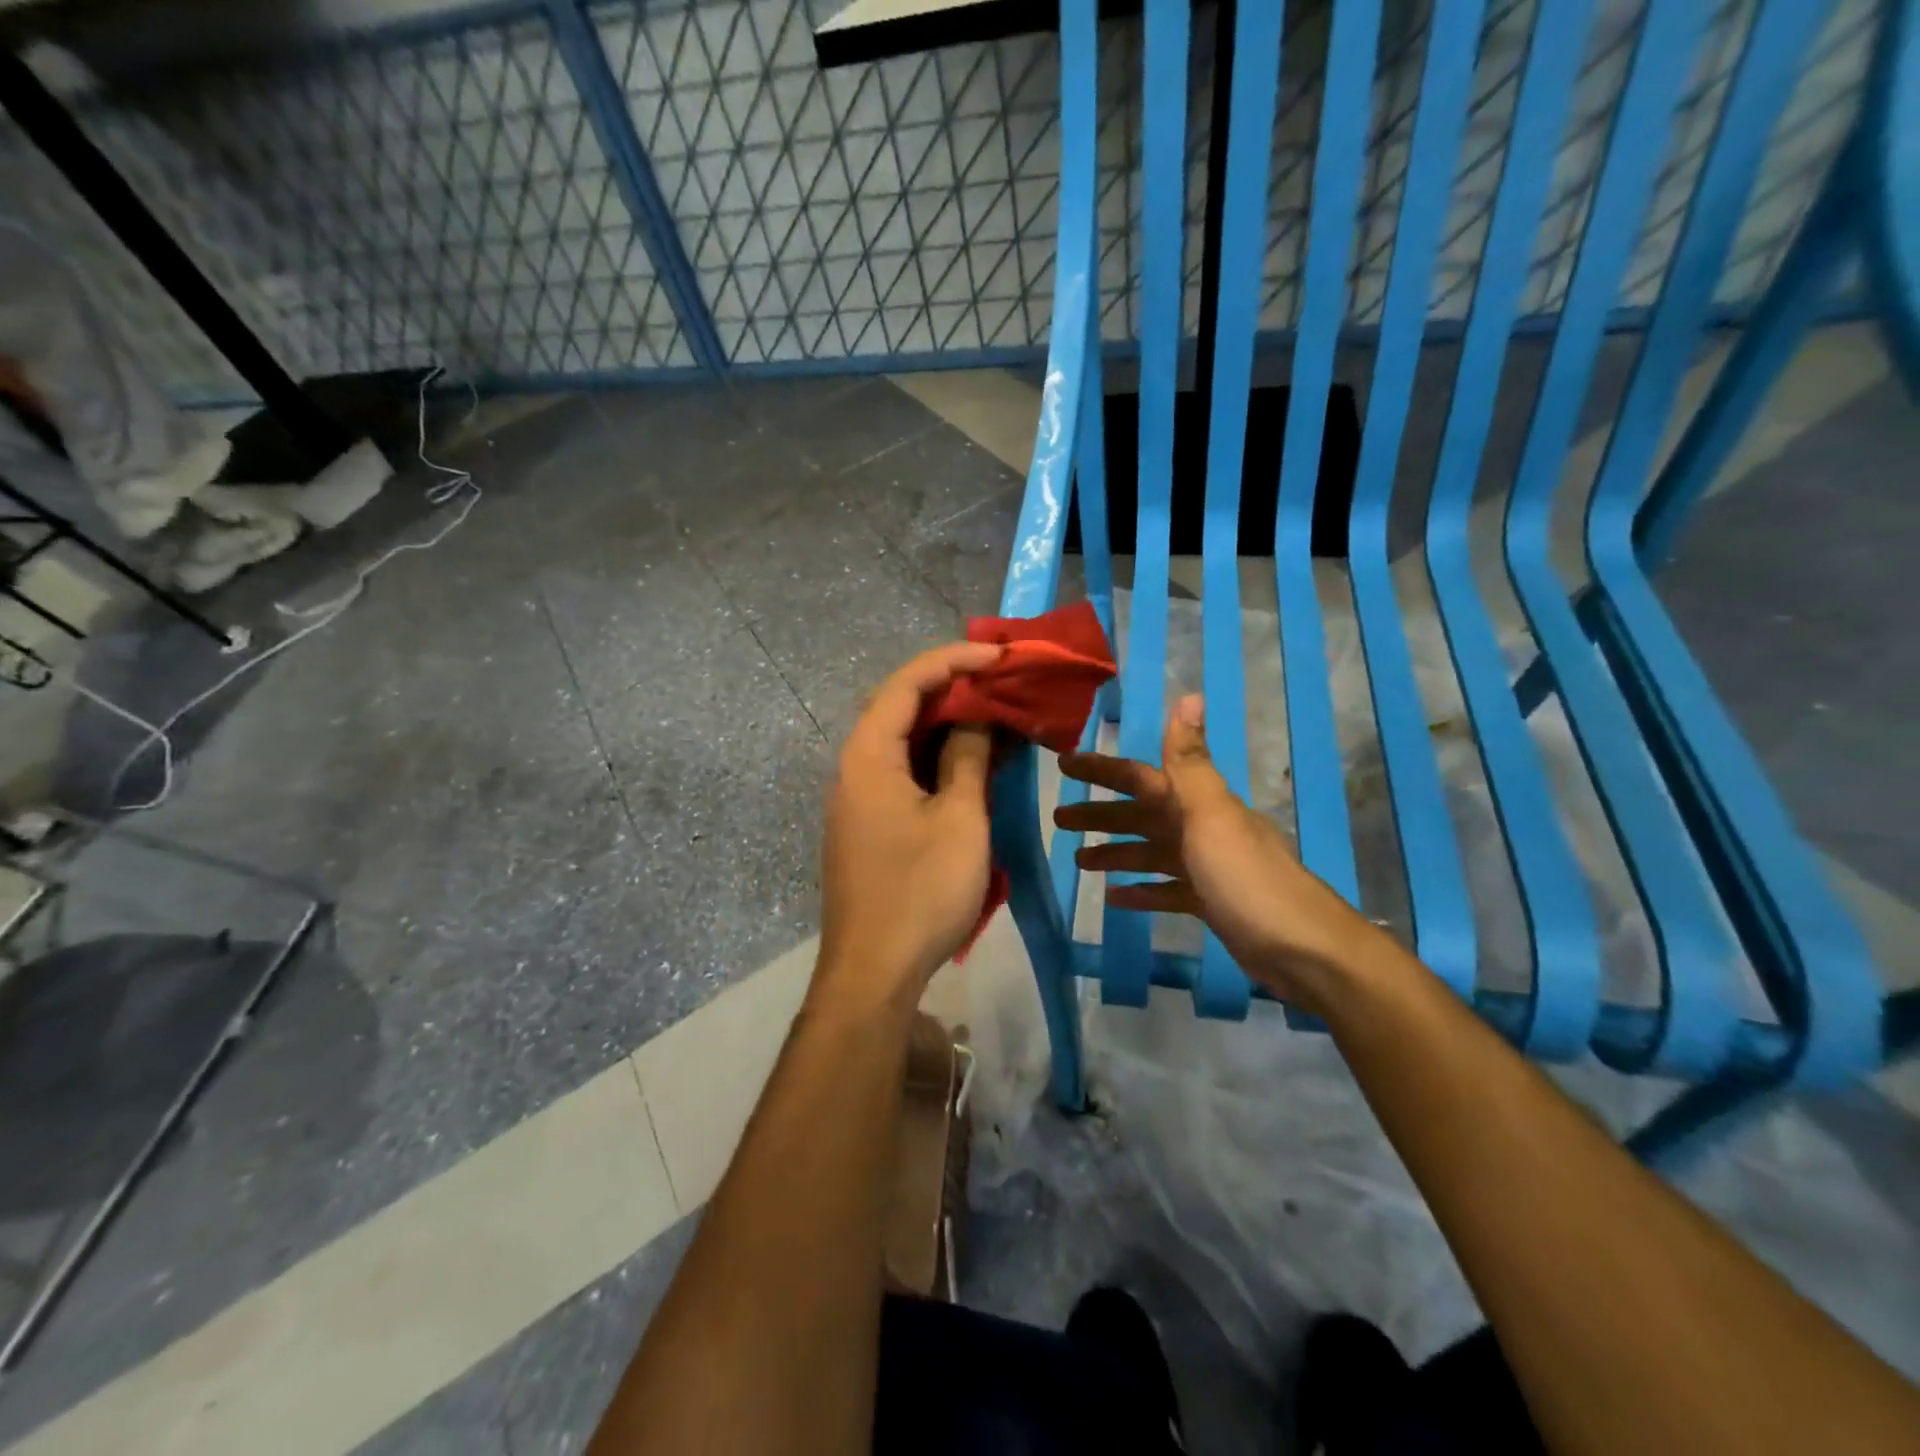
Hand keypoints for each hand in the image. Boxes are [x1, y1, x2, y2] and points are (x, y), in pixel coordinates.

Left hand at [815, 642, 1003, 1014]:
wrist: (874, 971)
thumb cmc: (920, 891)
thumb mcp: (959, 818)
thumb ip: (967, 758)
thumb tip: (975, 719)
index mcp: (868, 754)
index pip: (908, 683)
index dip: (954, 659)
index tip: (1000, 656)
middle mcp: (855, 767)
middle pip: (901, 706)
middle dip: (952, 688)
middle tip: (1002, 682)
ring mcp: (859, 797)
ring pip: (904, 741)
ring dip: (948, 725)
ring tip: (996, 716)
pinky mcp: (869, 824)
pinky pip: (904, 772)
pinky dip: (938, 760)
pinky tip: (974, 764)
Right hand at [1056, 694, 1384, 1012]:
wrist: (1305, 951)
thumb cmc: (1248, 881)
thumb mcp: (1213, 818)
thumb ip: (1191, 763)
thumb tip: (1190, 696)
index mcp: (1198, 804)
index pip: (1140, 777)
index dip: (1102, 769)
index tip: (1063, 763)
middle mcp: (1202, 828)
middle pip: (1141, 814)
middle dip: (1100, 813)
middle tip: (1058, 819)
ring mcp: (1208, 867)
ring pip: (1151, 852)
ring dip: (1115, 852)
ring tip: (1078, 861)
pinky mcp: (1212, 903)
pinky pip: (1168, 890)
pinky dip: (1142, 890)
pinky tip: (1115, 898)